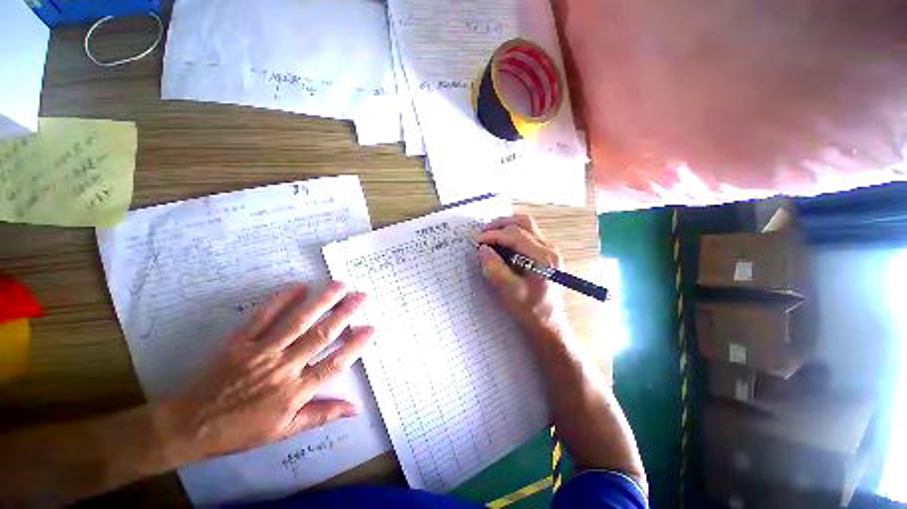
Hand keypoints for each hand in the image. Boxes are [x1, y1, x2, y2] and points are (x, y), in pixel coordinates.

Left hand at [155, 282, 373, 464]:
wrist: (191, 426)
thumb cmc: (242, 431)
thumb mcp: (285, 431)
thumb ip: (322, 415)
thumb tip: (356, 409)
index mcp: (295, 392)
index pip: (334, 364)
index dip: (355, 345)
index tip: (371, 328)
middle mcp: (283, 368)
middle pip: (321, 336)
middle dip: (345, 314)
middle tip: (361, 296)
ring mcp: (261, 352)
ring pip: (298, 322)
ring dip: (322, 302)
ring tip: (340, 285)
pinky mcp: (240, 342)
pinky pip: (263, 318)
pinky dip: (281, 300)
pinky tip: (299, 287)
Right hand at [477, 214, 571, 338]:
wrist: (548, 322)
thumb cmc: (530, 309)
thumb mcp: (510, 292)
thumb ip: (495, 269)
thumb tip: (483, 249)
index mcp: (543, 258)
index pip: (516, 236)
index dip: (494, 235)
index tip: (477, 240)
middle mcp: (550, 249)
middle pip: (524, 223)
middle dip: (501, 224)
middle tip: (483, 232)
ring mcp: (549, 250)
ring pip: (527, 226)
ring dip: (506, 227)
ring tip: (490, 235)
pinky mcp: (545, 253)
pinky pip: (527, 235)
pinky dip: (511, 234)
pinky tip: (501, 244)